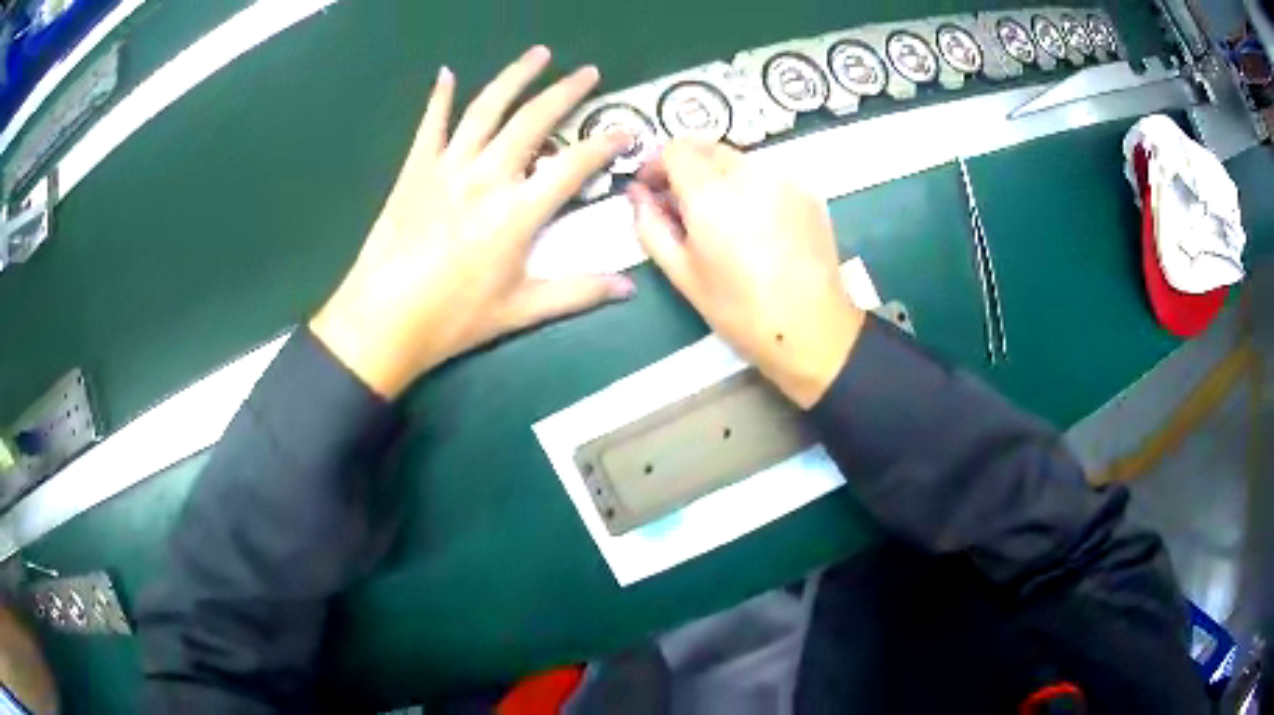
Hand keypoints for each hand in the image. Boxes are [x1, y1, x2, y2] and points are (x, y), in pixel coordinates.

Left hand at [311, 47, 633, 398]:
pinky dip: (438, 97)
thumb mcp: (520, 310)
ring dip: (515, 76)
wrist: (382, 320)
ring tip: (538, 53)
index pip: (573, 165)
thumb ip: (577, 293)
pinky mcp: (415, 170)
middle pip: (532, 120)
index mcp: (517, 211)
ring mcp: (447, 167)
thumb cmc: (453, 319)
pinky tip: (445, 74)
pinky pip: (430, 125)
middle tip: (589, 71)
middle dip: (566, 91)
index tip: (626, 130)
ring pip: (486, 109)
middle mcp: (486, 176)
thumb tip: (629, 288)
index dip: (604, 144)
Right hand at [628, 141, 864, 407]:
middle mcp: (747, 173)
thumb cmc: (740, 310)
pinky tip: (754, 222)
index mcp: (710, 194)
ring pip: (737, 159)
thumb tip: (636, 193)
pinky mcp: (807, 190)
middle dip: (686, 166)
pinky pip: (767, 174)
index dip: (656, 163)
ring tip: (720, 215)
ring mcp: (783, 178)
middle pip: (706, 147)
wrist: (812, 328)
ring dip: (718, 175)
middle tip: (681, 203)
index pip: (675, 148)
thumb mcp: (682, 274)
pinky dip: (749, 186)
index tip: (652, 188)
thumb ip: (651, 226)